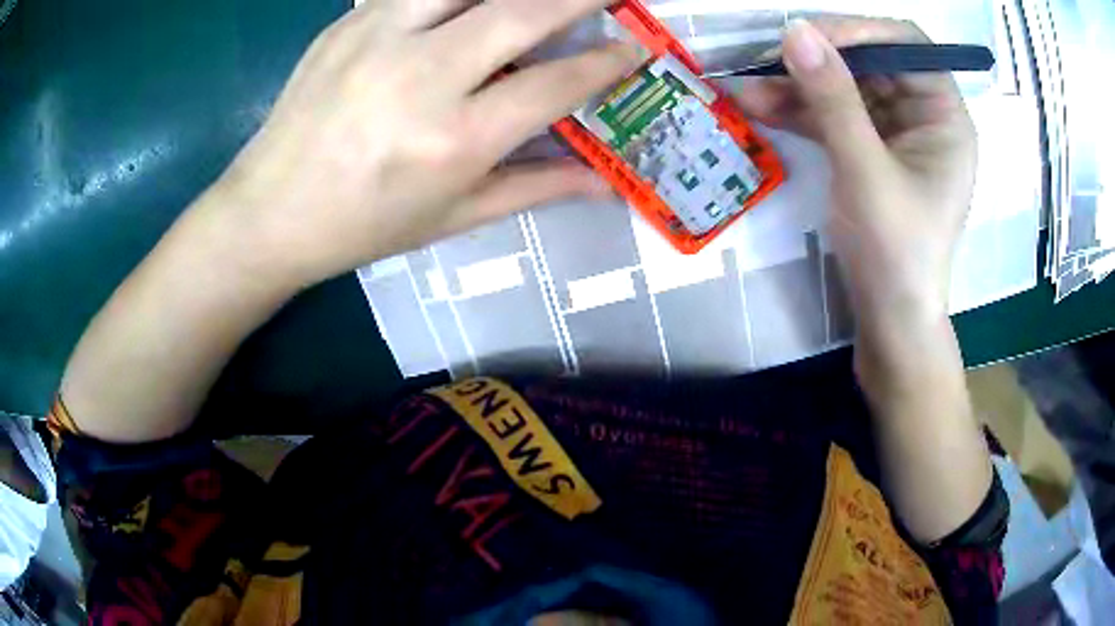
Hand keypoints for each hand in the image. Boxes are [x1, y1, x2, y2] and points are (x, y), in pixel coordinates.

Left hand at [212, 0, 638, 287]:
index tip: (637, 49)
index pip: (553, 84)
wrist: (269, 212)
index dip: (606, 63)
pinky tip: (471, 4)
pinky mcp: (348, 23)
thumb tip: (605, 181)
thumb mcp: (453, 217)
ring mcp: (377, 39)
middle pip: (521, 12)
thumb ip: (536, 188)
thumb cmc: (362, 226)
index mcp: (452, 140)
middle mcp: (420, 77)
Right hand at [734, 18, 976, 326]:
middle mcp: (923, 115)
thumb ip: (834, 99)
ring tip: (745, 88)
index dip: (858, 31)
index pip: (906, 44)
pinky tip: (760, 108)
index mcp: (944, 116)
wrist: (890, 321)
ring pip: (845, 88)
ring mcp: (896, 133)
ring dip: (798, 87)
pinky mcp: (871, 151)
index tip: (807, 38)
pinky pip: (835, 117)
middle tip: (764, 60)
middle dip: (817, 61)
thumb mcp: (866, 172)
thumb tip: (795, 31)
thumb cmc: (896, 254)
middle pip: (870, 62)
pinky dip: (801, 112)